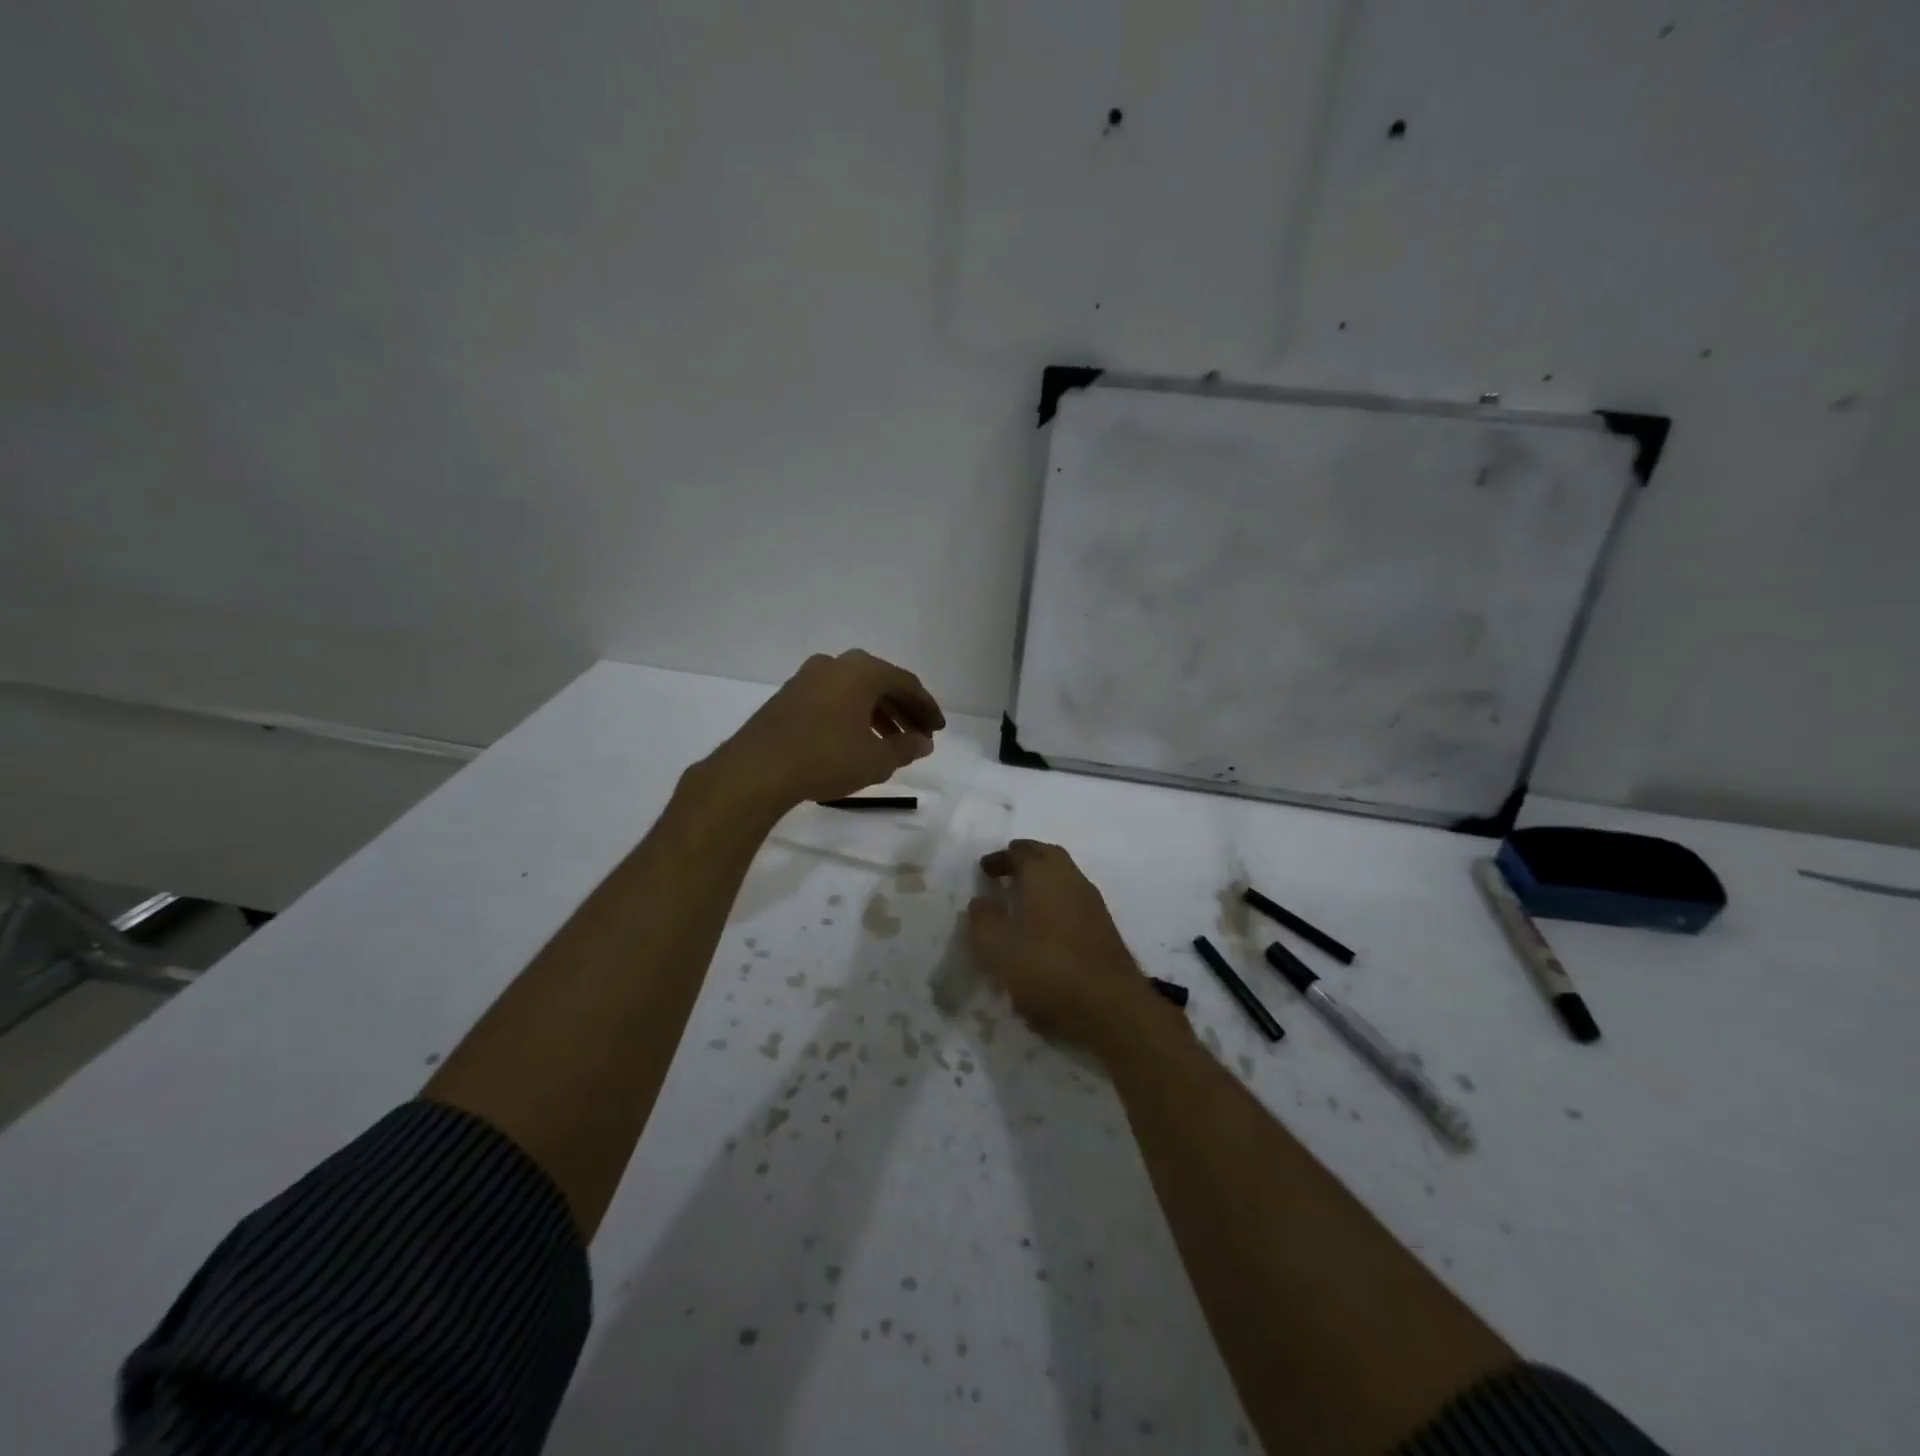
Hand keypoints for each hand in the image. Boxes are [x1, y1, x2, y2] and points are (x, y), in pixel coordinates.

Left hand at [710, 649, 944, 811]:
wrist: (758, 768)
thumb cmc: (826, 758)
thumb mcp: (876, 759)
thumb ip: (905, 748)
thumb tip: (923, 742)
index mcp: (863, 670)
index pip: (906, 684)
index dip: (926, 708)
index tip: (938, 730)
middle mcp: (836, 664)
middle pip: (881, 684)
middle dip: (903, 710)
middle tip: (920, 736)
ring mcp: (808, 677)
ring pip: (855, 692)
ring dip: (878, 714)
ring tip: (892, 743)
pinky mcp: (789, 695)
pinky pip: (834, 699)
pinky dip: (853, 715)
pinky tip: (857, 739)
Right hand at [969, 840, 1157, 1048]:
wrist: (1111, 1006)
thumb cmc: (1048, 969)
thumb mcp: (998, 948)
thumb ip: (984, 920)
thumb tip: (981, 901)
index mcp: (1046, 876)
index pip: (1022, 853)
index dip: (1001, 857)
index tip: (985, 867)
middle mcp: (1073, 880)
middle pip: (1049, 856)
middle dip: (1026, 858)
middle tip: (1007, 868)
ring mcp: (1093, 904)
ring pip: (1065, 877)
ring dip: (1043, 879)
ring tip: (1022, 896)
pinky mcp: (1104, 929)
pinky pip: (1074, 900)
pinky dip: (1056, 899)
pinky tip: (1045, 923)